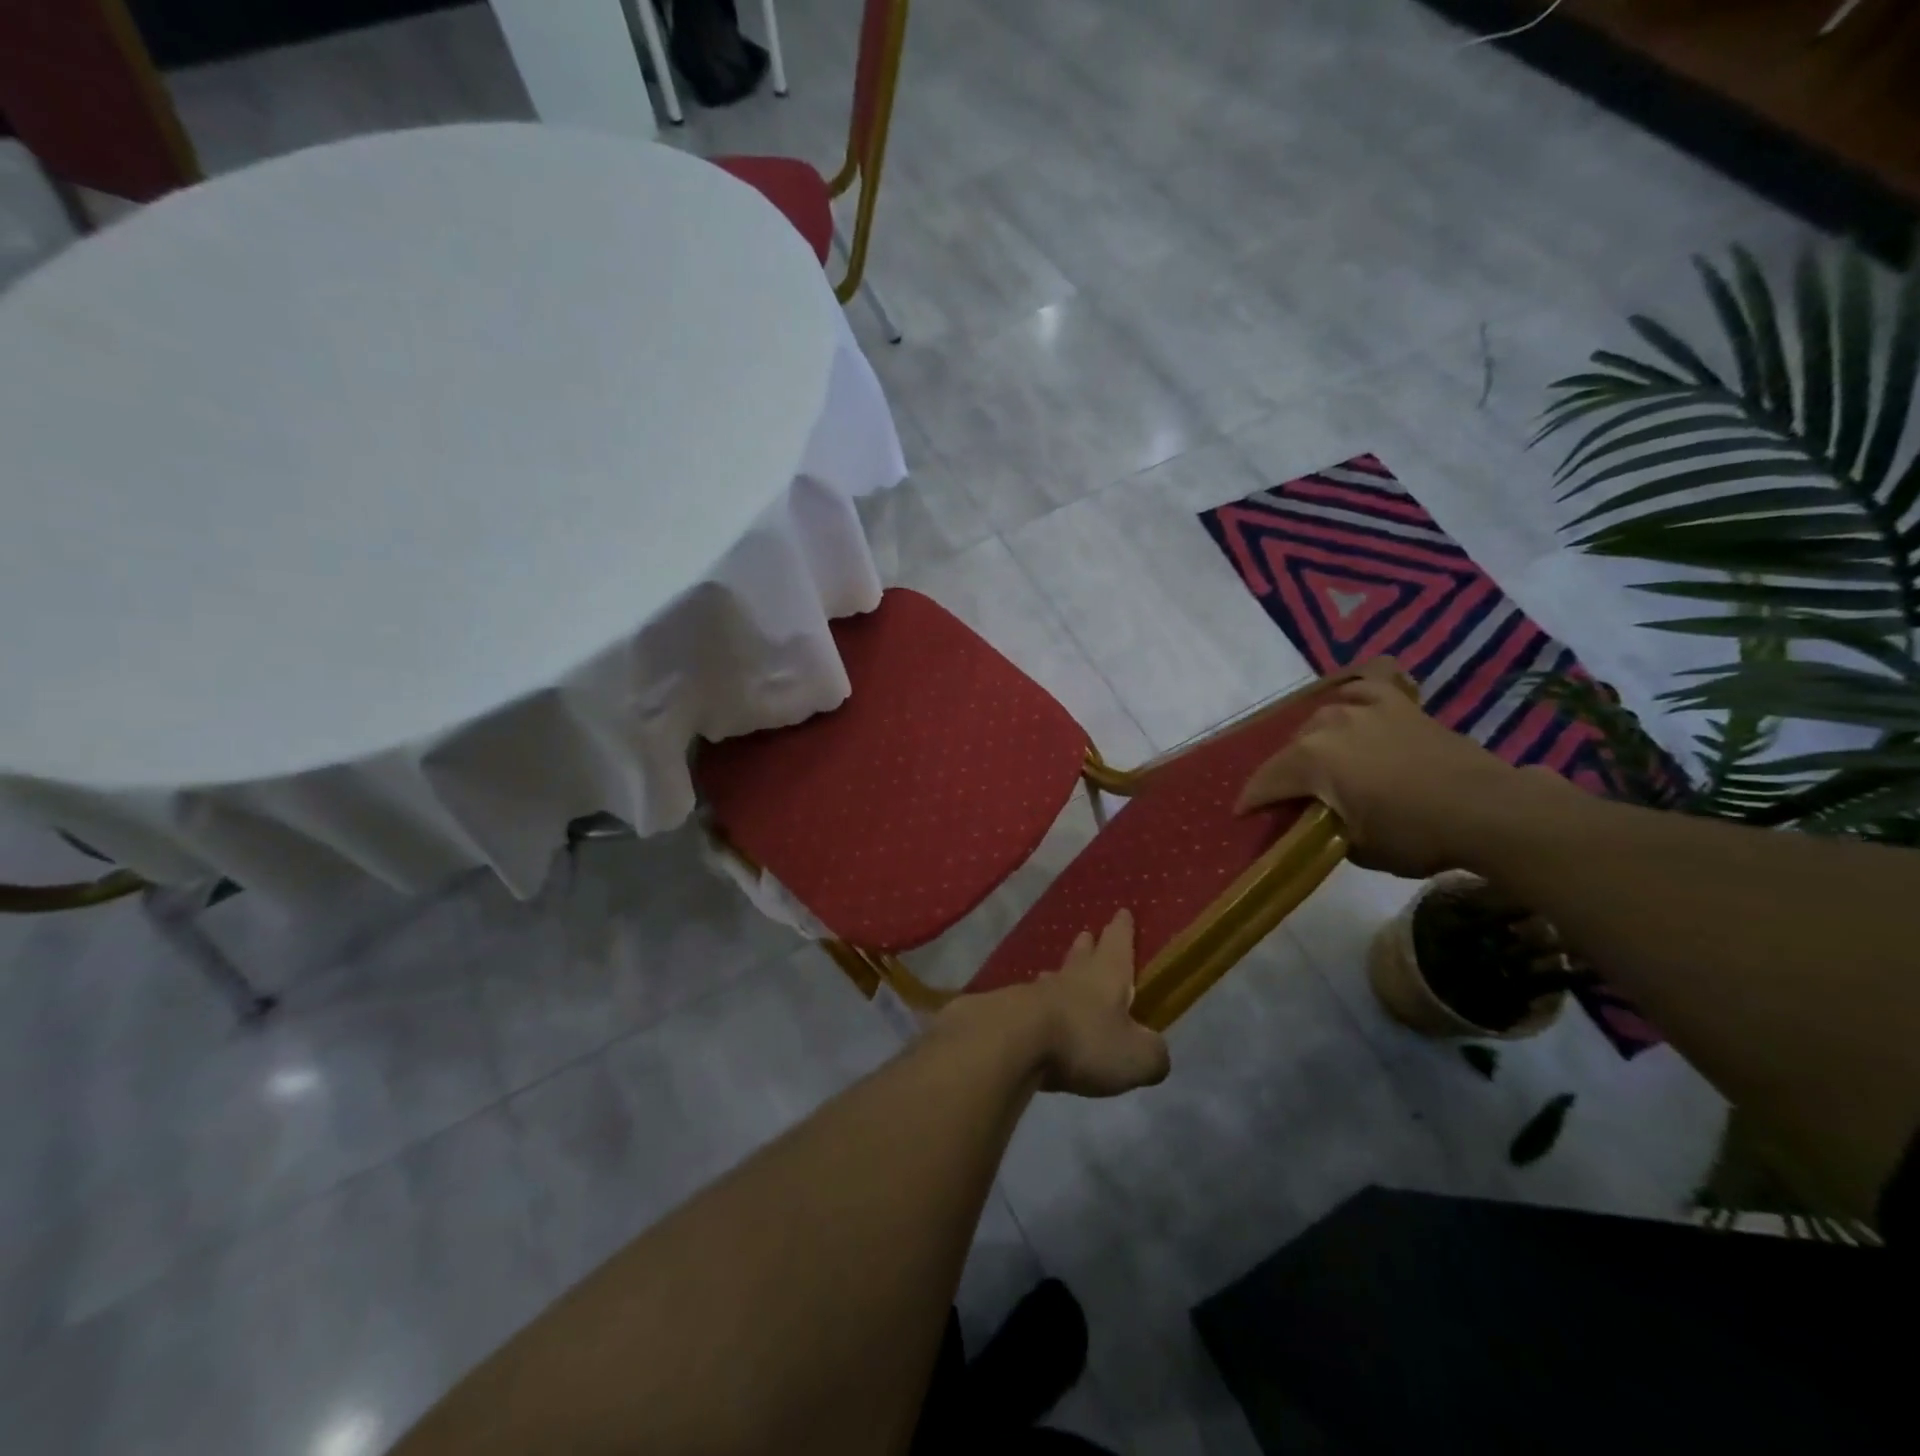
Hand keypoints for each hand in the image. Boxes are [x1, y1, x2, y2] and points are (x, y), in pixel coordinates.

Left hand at [1025, 910, 1169, 1096]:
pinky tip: (1036, 1007)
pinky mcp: (1014, 1011)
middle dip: (1089, 945)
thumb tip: (1155, 1052)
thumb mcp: (1136, 1056)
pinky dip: (1040, 1002)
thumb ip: (1152, 1053)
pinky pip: (1033, 1001)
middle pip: (1083, 954)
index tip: (1122, 912)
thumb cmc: (1085, 1039)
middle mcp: (1074, 975)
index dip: (1123, 929)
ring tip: (1059, 970)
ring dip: (1062, 972)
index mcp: (1108, 974)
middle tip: (1087, 934)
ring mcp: (1040, 991)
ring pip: (1056, 976)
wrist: (1014, 1041)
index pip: (1118, 942)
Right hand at [1236, 658, 1567, 878]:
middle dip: (1285, 774)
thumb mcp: (1356, 847)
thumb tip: (1317, 819)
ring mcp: (1364, 707)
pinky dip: (1354, 693)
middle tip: (1293, 798)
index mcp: (1311, 759)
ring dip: (1315, 741)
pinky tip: (1352, 702)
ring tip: (1322, 760)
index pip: (1265, 782)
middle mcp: (1328, 724)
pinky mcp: (1398, 703)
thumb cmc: (1415, 834)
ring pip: (1320, 718)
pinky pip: (1365, 685)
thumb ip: (1322, 826)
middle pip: (1291, 749)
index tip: (1243, 816)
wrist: (1489, 810)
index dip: (1251, 802)